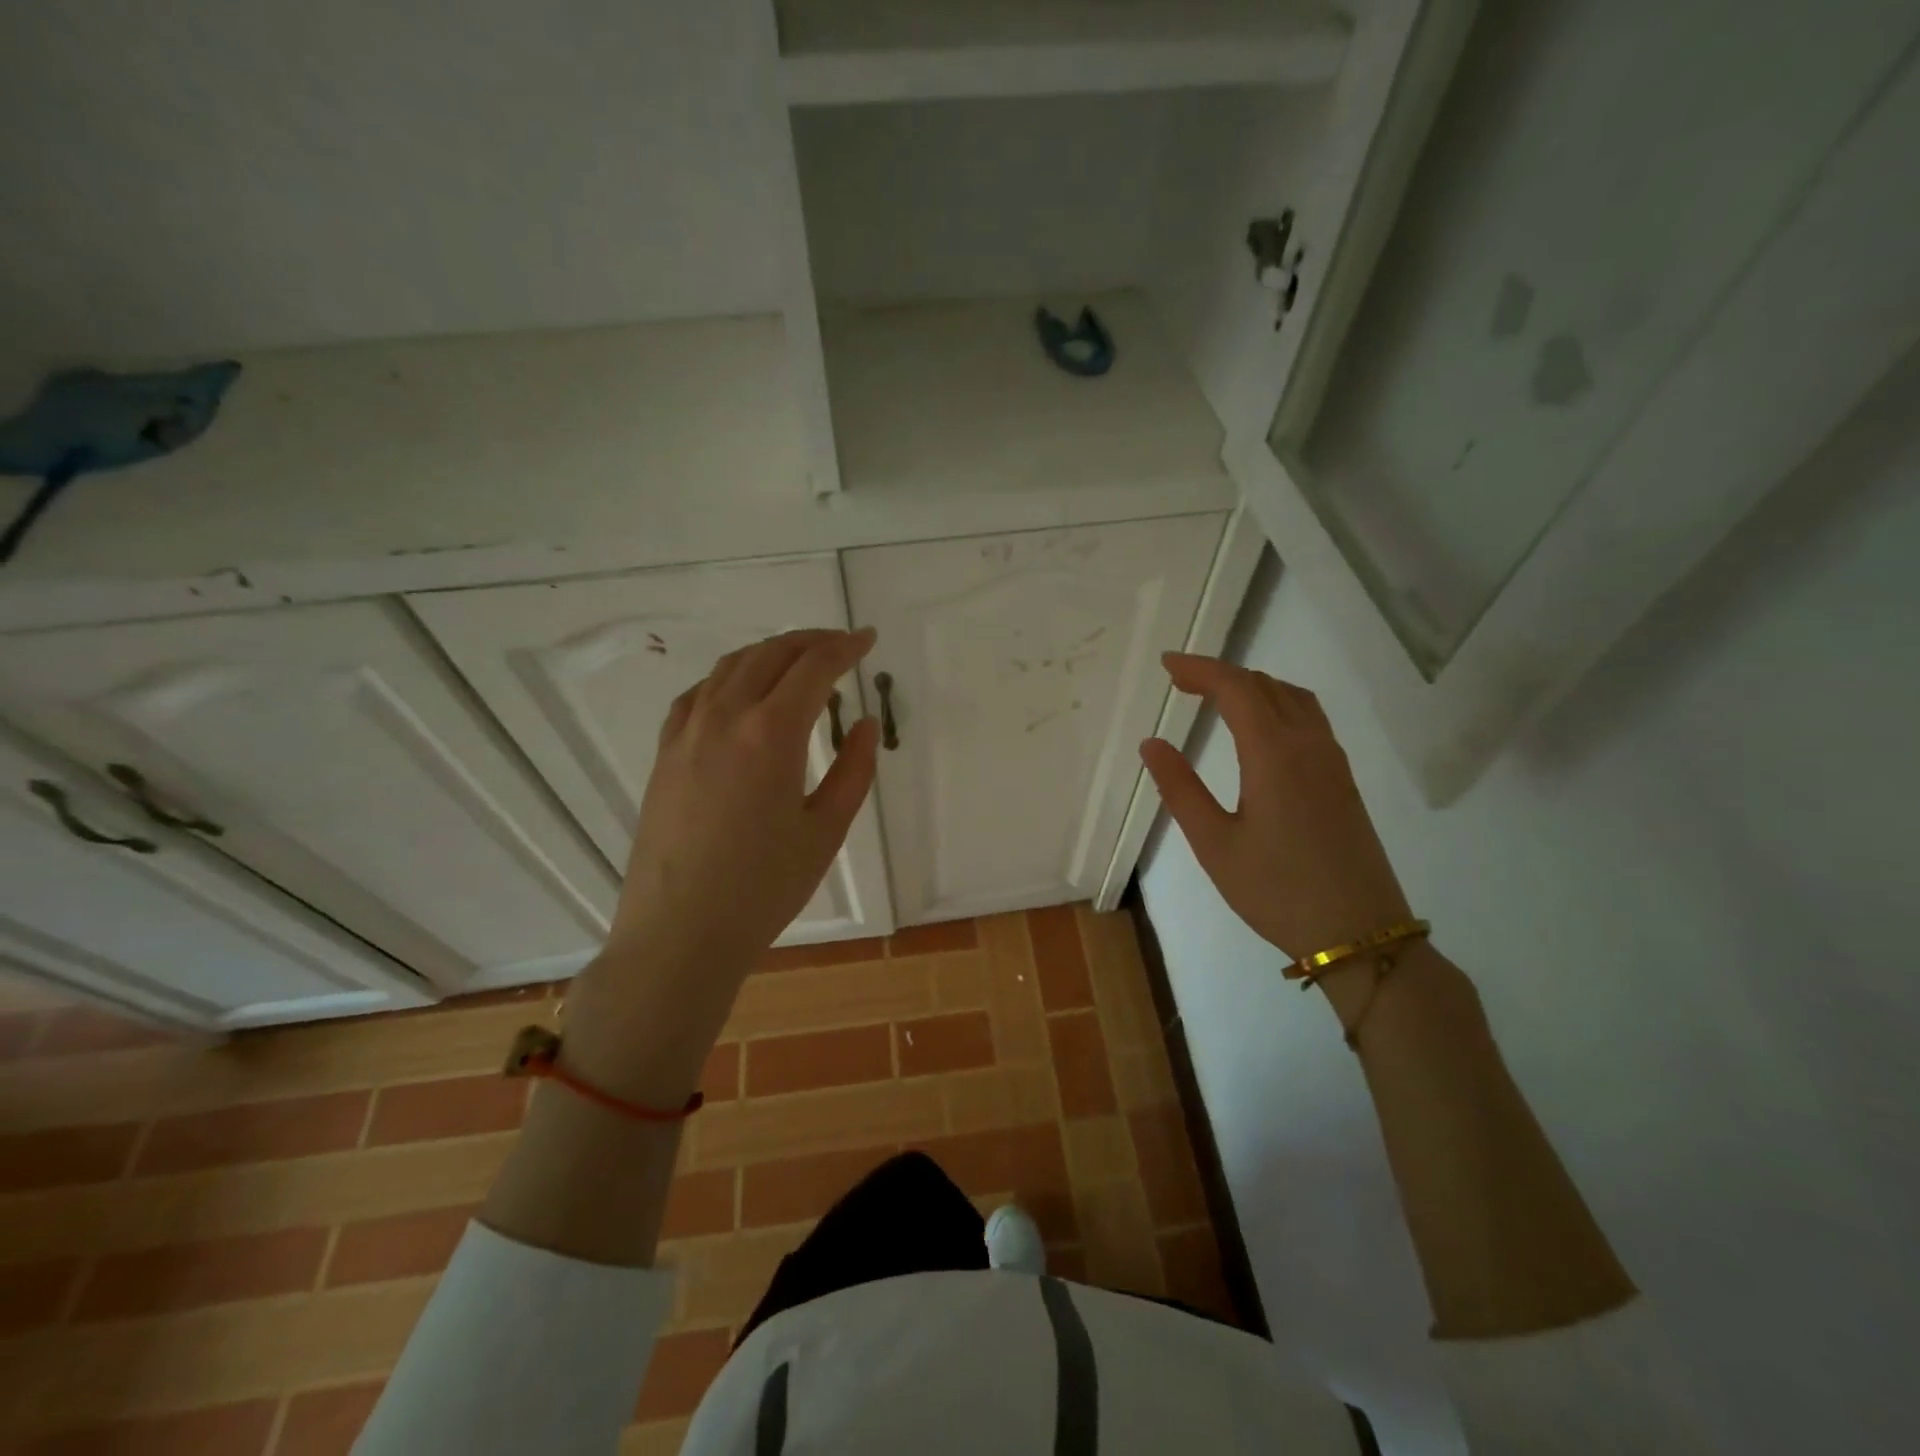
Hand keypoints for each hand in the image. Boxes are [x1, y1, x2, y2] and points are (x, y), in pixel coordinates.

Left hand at [563, 628, 879, 1102]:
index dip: (845, 647)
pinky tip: (740, 693)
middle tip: (840, 644)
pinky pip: (698, 694)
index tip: (867, 639)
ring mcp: (687, 732)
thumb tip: (863, 725)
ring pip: (731, 667)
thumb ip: (852, 771)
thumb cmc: (763, 888)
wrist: (679, 932)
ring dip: (769, 653)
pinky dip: (729, 677)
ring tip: (797, 661)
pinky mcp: (665, 753)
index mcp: (771, 733)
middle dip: (810, 641)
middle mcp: (725, 717)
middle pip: (771, 655)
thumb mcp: (825, 831)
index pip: (814, 667)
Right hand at [1139, 653, 1409, 961]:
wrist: (1359, 934)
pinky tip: (1260, 728)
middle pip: (1265, 685)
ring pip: (1292, 698)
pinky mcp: (1343, 780)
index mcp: (1274, 754)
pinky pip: (1309, 718)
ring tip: (1216, 698)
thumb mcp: (1214, 844)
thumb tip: (1152, 743)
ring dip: (1252, 687)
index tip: (1167, 664)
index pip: (1236, 688)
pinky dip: (1276, 704)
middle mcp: (1308, 745)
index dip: (1200, 669)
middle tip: (1180, 682)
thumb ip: (1181, 789)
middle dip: (1220, 674)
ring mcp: (1332, 761)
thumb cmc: (1277, 891)